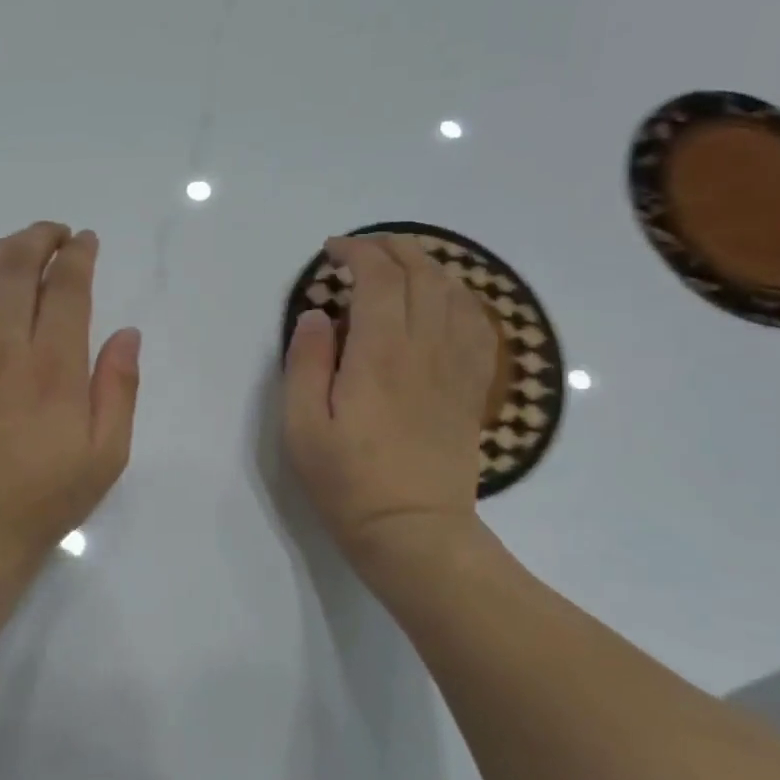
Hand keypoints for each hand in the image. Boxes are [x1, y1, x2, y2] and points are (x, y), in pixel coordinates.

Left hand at [0, 221, 140, 580]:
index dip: (78, 255)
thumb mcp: (106, 455)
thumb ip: (118, 388)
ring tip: (23, 241)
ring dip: (4, 248)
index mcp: (55, 368)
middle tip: (58, 233)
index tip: (87, 241)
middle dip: (40, 238)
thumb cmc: (46, 496)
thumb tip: (127, 333)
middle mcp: (8, 349)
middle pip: (18, 269)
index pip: (66, 289)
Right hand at [283, 235, 496, 566]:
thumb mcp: (301, 425)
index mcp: (380, 354)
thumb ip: (305, 362)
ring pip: (455, 294)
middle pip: (423, 275)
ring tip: (400, 266)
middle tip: (362, 249)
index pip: (379, 279)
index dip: (357, 253)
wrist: (412, 530)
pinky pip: (478, 326)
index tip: (332, 252)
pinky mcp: (472, 388)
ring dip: (428, 267)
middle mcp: (426, 349)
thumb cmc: (347, 480)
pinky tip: (443, 303)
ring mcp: (456, 368)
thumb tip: (317, 314)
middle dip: (392, 249)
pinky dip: (460, 299)